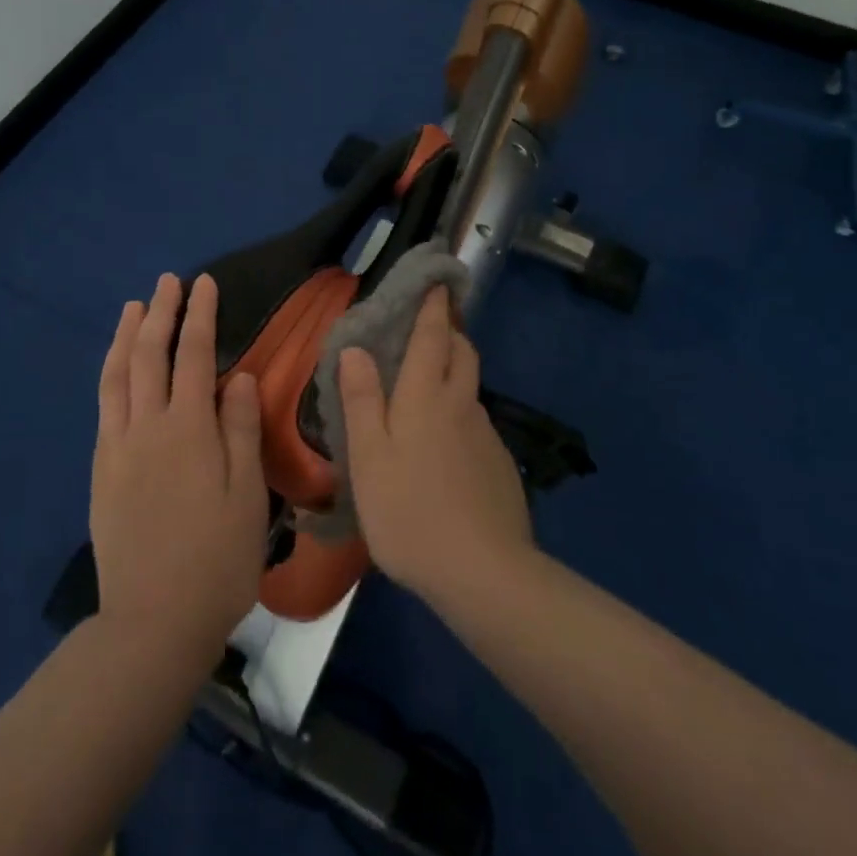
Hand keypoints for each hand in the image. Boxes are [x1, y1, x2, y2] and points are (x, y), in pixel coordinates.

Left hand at [91, 273, 267, 670]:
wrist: (152, 621)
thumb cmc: (216, 560)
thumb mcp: (247, 496)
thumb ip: (242, 430)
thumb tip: (242, 376)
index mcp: (188, 429)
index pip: (193, 355)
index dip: (199, 315)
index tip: (204, 283)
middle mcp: (147, 426)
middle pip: (149, 355)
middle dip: (161, 312)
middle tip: (168, 281)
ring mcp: (118, 446)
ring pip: (117, 374)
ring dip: (126, 335)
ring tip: (134, 306)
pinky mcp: (101, 469)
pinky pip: (103, 404)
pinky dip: (110, 372)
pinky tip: (115, 366)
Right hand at [338, 287, 532, 609]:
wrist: (484, 574)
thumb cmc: (410, 511)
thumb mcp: (369, 457)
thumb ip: (362, 400)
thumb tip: (355, 348)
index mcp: (426, 395)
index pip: (433, 335)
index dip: (433, 306)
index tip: (436, 280)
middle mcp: (461, 404)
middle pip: (462, 353)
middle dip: (449, 332)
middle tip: (429, 329)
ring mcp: (486, 435)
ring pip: (470, 389)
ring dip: (454, 374)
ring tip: (428, 391)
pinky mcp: (500, 467)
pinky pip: (477, 424)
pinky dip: (461, 416)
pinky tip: (446, 449)